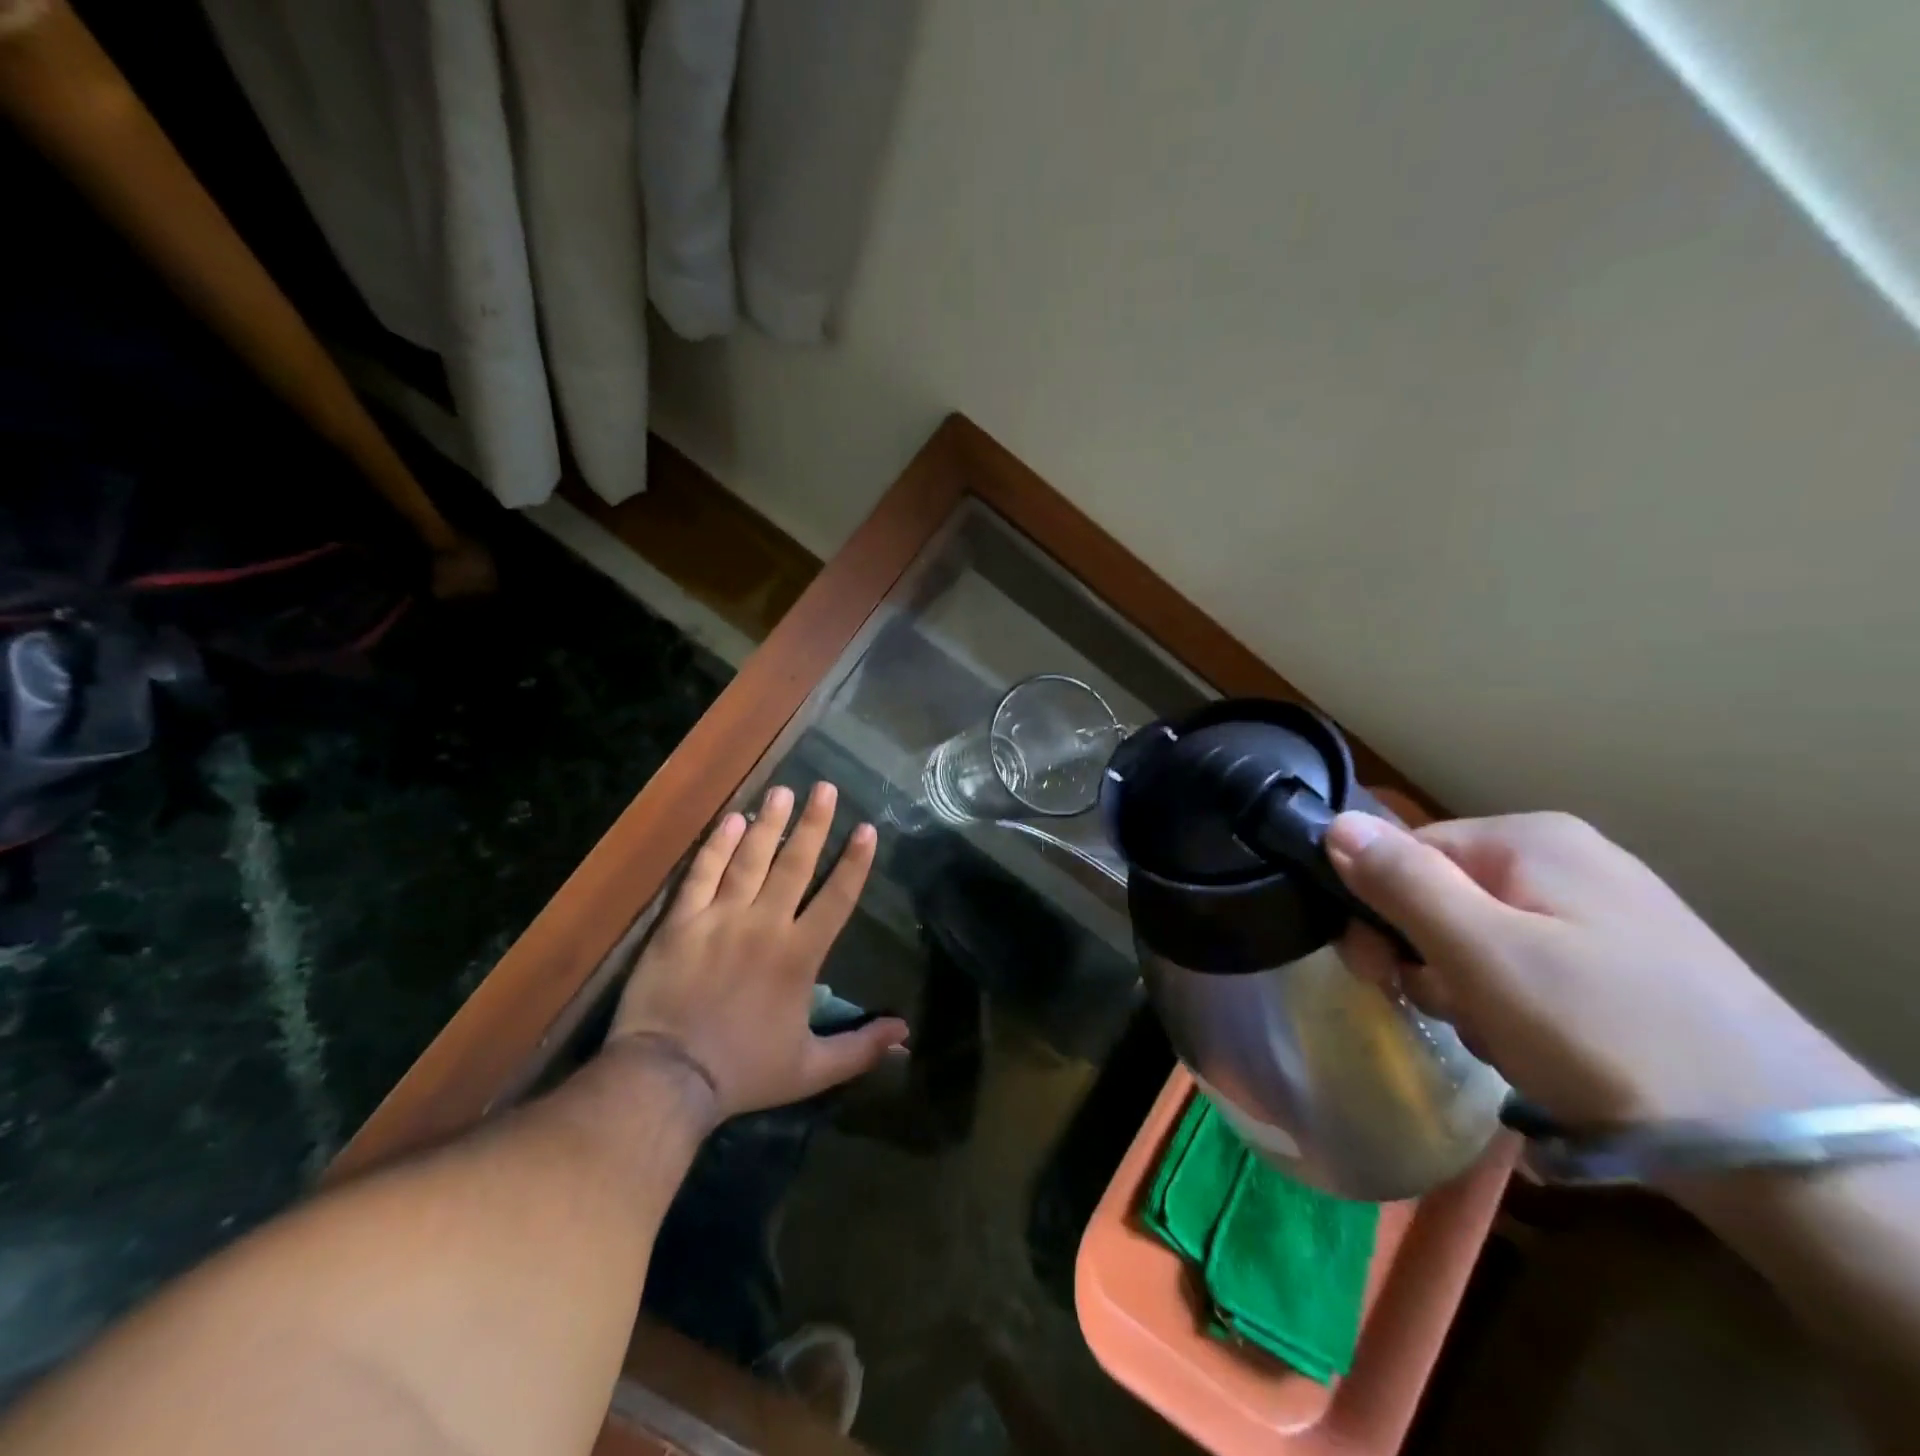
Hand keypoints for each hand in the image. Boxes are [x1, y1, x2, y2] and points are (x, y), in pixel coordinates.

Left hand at [605, 781, 908, 1126]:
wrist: (667, 1079)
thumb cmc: (743, 1072)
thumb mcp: (811, 1070)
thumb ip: (860, 1048)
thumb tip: (904, 1034)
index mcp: (800, 955)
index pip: (837, 897)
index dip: (854, 862)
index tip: (866, 828)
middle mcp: (765, 924)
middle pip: (795, 864)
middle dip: (814, 823)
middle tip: (825, 788)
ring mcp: (720, 918)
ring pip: (751, 859)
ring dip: (770, 823)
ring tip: (783, 791)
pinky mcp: (681, 922)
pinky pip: (703, 874)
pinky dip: (718, 846)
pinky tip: (733, 820)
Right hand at [1327, 811, 1882, 1124]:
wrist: (1781, 1152)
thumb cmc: (1604, 1033)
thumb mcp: (1482, 954)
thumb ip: (1401, 882)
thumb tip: (1332, 822)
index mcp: (1529, 839)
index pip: (1406, 854)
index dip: (1378, 912)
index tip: (1380, 973)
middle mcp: (1565, 858)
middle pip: (1442, 894)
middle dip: (1429, 956)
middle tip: (1451, 1011)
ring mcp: (1601, 910)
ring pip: (1481, 937)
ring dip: (1468, 988)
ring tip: (1503, 1037)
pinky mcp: (1624, 961)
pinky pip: (1529, 965)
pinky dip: (1513, 1004)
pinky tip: (1538, 1045)